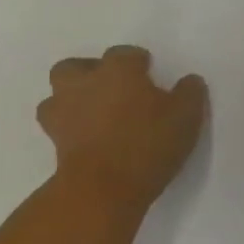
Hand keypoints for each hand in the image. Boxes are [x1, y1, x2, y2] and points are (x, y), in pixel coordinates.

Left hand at [36, 45, 207, 215]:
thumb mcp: (186, 116)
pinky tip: (87, 138)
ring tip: (94, 112)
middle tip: (113, 89)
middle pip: (77, 66)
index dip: (139, 62)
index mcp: (118, 69)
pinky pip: (57, 126)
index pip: (126, 53)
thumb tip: (189, 81)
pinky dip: (68, 128)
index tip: (150, 75)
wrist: (102, 190)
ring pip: (57, 94)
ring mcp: (64, 112)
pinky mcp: (54, 143)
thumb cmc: (147, 144)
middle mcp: (86, 83)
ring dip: (72, 98)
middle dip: (91, 72)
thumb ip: (190, 93)